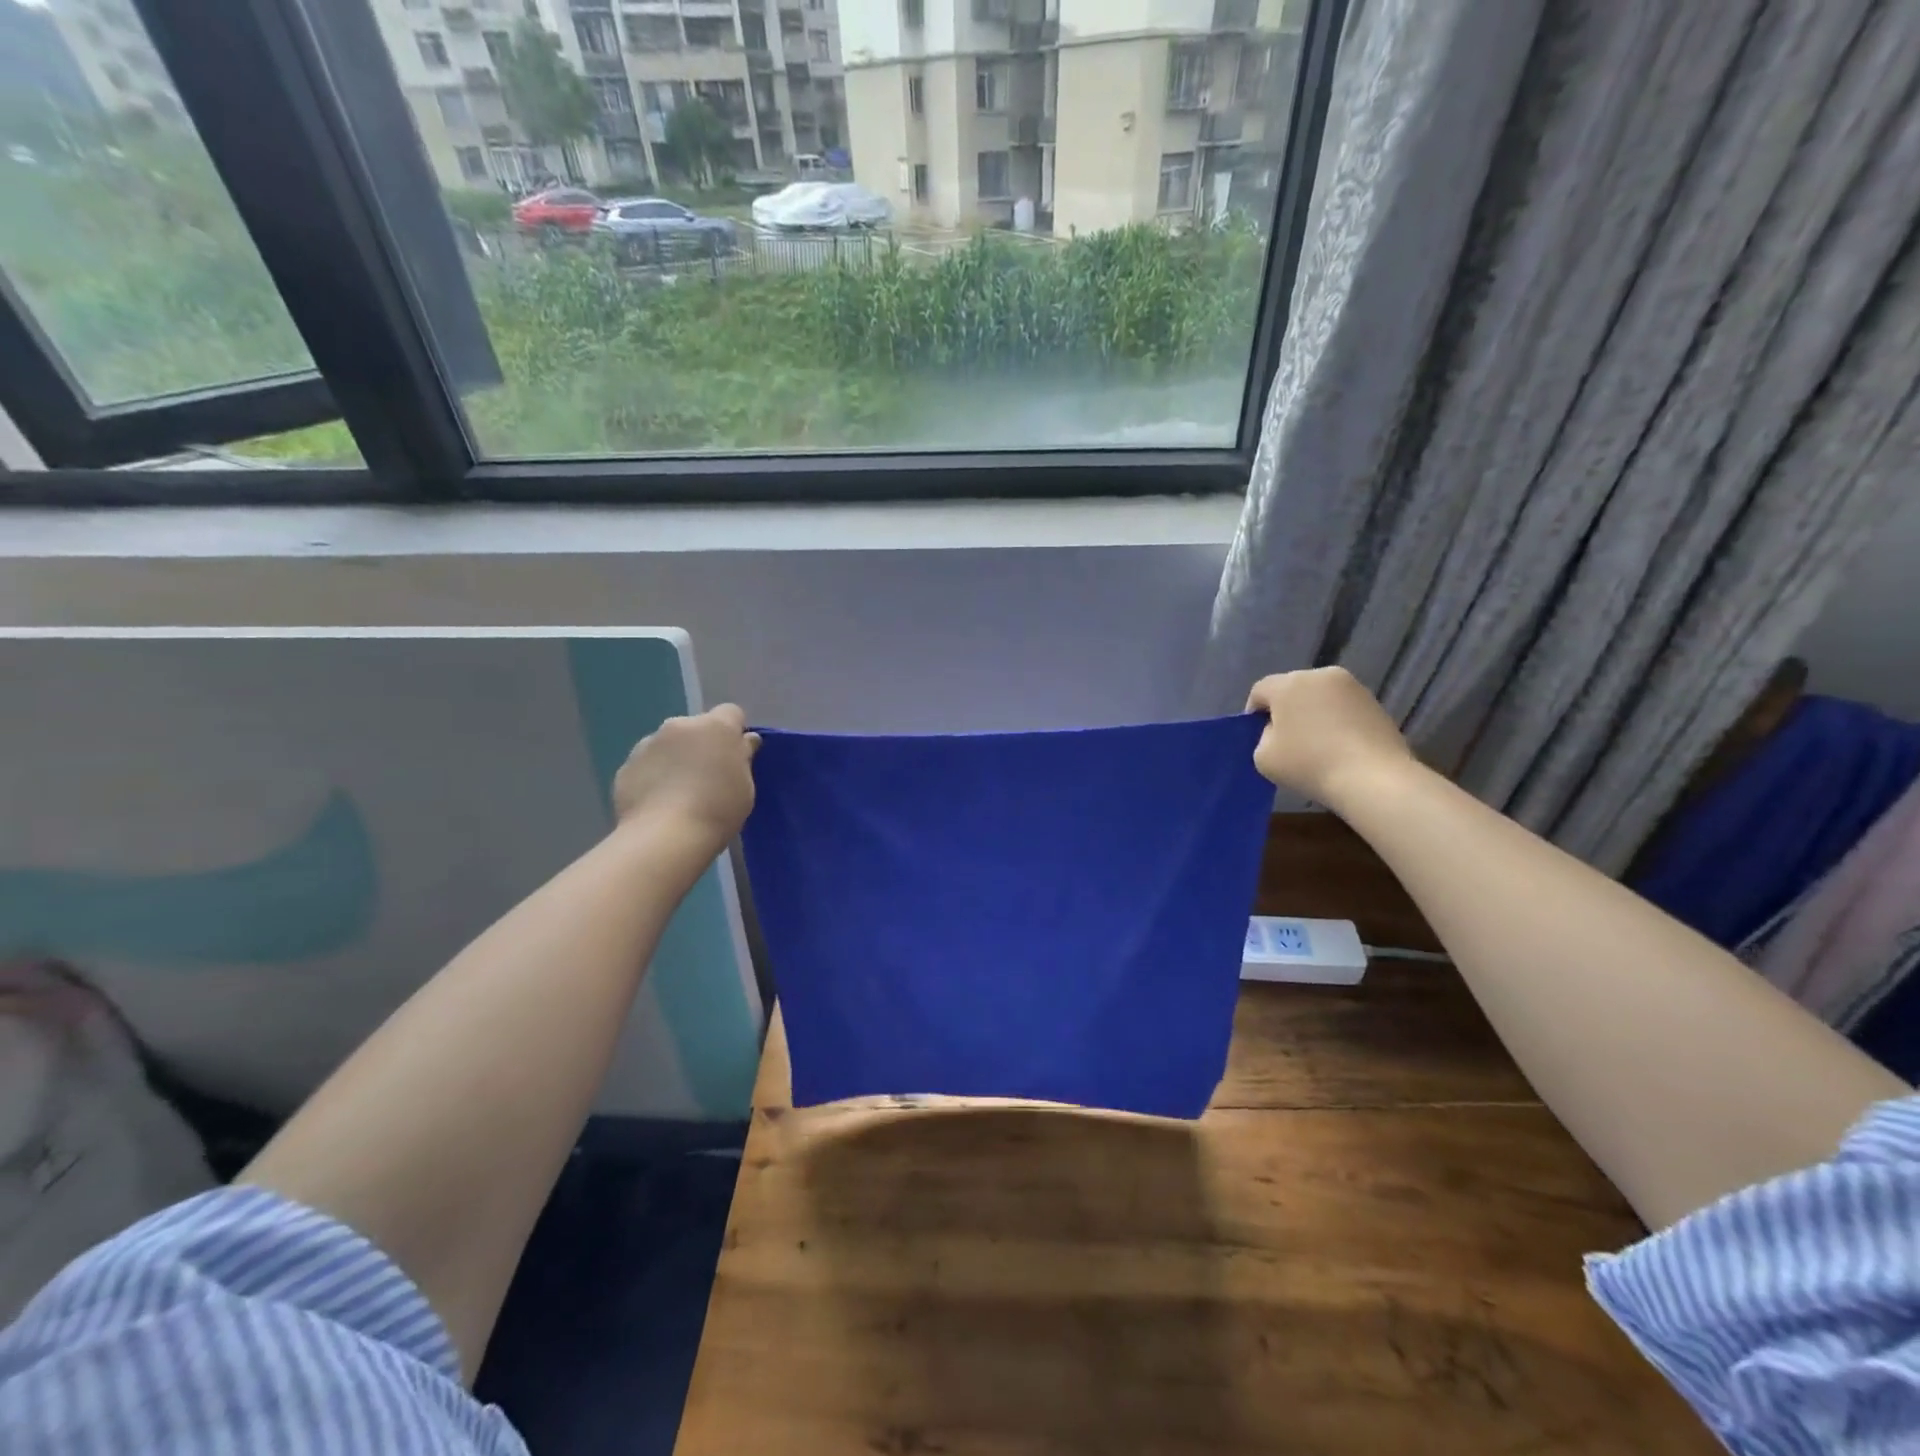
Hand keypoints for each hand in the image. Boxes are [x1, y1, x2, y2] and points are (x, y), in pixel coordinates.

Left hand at [613, 705, 759, 852]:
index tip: (735, 755)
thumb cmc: (718, 809)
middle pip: (696, 727)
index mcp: (716, 727)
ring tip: (678, 792)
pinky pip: (647, 764)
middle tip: (707, 776)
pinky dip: (653, 776)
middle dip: (701, 744)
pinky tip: (658, 802)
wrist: (666, 836)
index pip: (731, 713)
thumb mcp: (745, 786)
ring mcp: (648, 743)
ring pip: (668, 744)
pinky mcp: (626, 765)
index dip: (734, 731)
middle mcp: (679, 725)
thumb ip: (743, 758)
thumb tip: (744, 742)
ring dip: (675, 758)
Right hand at [1245, 668, 1414, 808]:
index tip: (1258, 737)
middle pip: (1292, 690)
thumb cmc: (1309, 764)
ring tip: (1317, 745)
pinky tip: (1340, 747)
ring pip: (1320, 697)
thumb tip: (1278, 731)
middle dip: (1286, 710)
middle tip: (1286, 741)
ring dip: (1314, 714)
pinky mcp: (1375, 702)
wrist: (1373, 779)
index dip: (1254, 713)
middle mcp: (1320, 675)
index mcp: (1288, 684)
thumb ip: (1262, 737)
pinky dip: (1337, 721)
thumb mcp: (1263, 757)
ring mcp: (1352, 687)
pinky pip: (1343, 708)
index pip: (1260, 691)